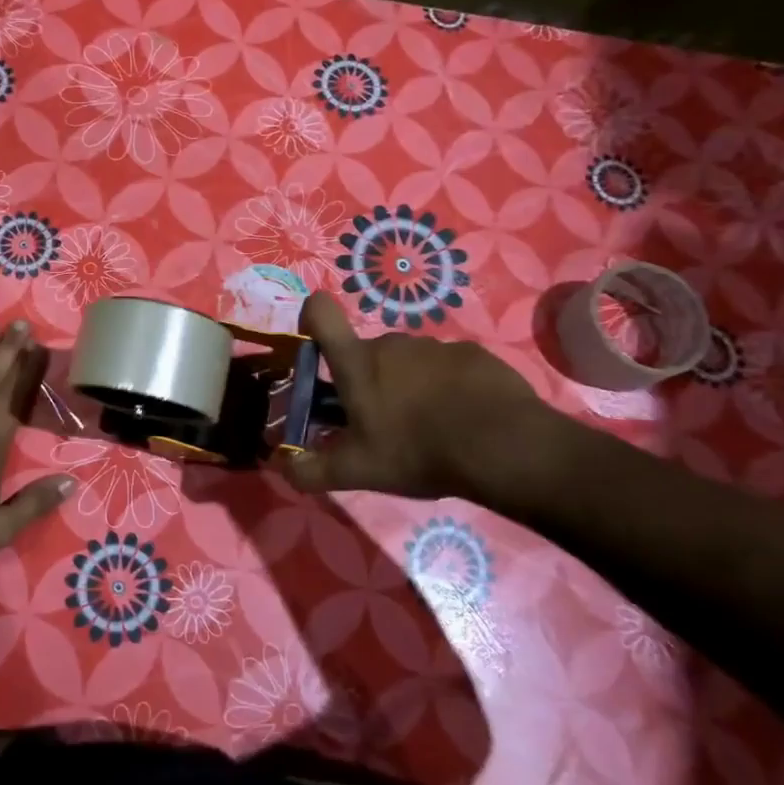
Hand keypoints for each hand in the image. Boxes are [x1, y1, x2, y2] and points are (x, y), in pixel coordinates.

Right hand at [280, 292, 563, 504]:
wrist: (501, 447)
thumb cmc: (417, 452)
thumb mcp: (358, 471)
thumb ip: (312, 471)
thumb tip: (282, 466)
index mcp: (357, 363)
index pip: (321, 312)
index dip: (312, 317)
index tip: (316, 345)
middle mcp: (392, 343)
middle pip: (367, 352)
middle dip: (368, 380)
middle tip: (381, 422)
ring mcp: (435, 345)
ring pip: (408, 360)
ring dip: (408, 384)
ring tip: (427, 425)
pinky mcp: (472, 353)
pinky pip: (446, 366)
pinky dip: (446, 386)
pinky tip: (462, 418)